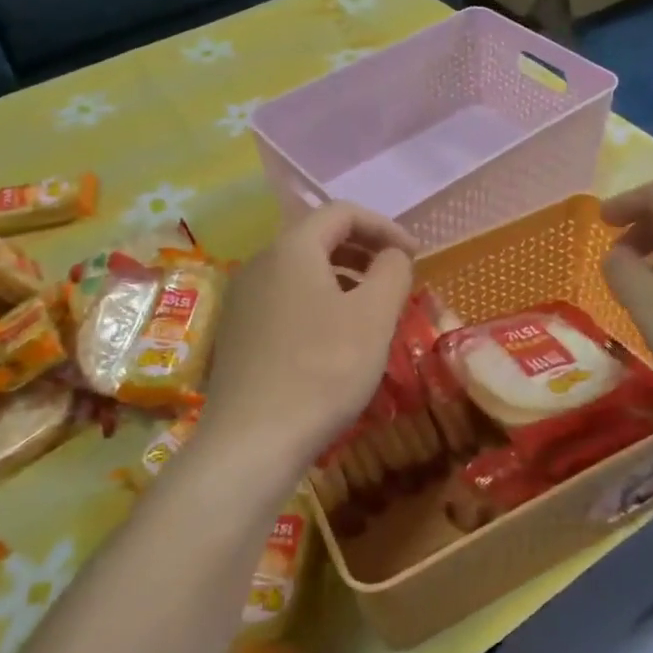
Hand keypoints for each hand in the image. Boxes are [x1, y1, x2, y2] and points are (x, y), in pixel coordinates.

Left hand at [203, 202, 415, 473]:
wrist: (252, 441)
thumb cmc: (323, 369)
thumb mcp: (374, 316)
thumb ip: (392, 271)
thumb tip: (393, 254)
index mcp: (292, 248)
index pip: (342, 212)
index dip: (385, 226)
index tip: (414, 255)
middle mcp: (260, 263)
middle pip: (318, 237)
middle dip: (364, 250)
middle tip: (396, 277)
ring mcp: (243, 299)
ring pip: (301, 271)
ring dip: (343, 278)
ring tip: (372, 309)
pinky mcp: (238, 333)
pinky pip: (286, 299)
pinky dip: (319, 302)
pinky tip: (336, 338)